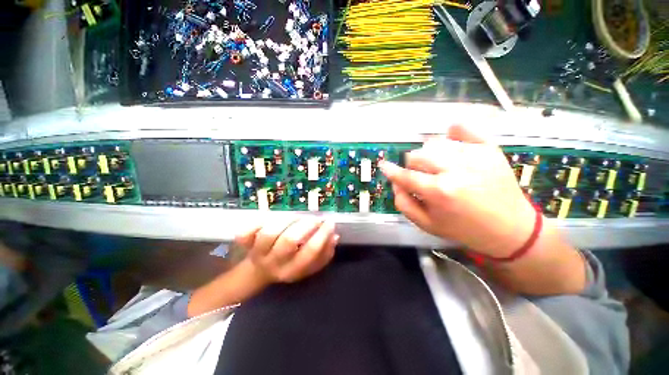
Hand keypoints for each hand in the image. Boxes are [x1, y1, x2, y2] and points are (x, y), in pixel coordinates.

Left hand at [235, 218, 338, 282]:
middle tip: (314, 218)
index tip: (330, 222)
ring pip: (270, 232)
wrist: (259, 272)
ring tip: (296, 217)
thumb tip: (334, 236)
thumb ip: (324, 253)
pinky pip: (246, 232)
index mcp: (292, 271)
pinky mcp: (245, 244)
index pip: (310, 253)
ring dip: (287, 220)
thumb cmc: (289, 265)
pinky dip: (256, 222)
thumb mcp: (309, 267)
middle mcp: (274, 263)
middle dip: (306, 225)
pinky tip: (269, 219)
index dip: (322, 235)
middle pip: (289, 241)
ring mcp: (257, 253)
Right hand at [380, 125, 535, 257]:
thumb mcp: (427, 224)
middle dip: (413, 167)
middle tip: (422, 176)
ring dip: (429, 155)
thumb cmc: (464, 229)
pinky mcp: (488, 148)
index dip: (391, 170)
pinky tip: (452, 141)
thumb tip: (395, 182)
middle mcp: (454, 169)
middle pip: (416, 155)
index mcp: (439, 192)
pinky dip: (453, 132)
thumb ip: (403, 204)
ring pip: (434, 143)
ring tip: (439, 166)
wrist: (511, 228)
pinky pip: (463, 128)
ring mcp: (473, 155)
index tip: (384, 165)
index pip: (405, 175)